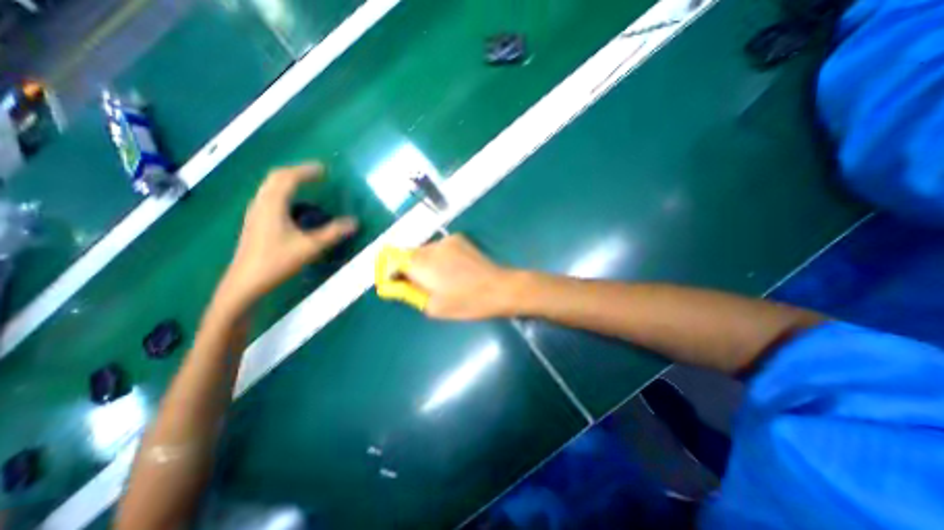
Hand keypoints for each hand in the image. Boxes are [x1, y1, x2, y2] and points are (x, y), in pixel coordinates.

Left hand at [215, 163, 355, 310]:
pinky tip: (293, 205)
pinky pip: (268, 197)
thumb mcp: (310, 247)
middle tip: (316, 175)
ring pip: (270, 187)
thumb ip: (333, 233)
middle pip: (275, 178)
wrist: (246, 282)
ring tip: (306, 184)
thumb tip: (355, 222)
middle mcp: (260, 204)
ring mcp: (255, 213)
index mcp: (272, 205)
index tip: (324, 169)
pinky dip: (282, 192)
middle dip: (296, 172)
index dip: (306, 171)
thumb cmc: (277, 261)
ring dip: (288, 181)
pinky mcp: (255, 222)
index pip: (288, 178)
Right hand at [379, 235, 522, 317]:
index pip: (392, 261)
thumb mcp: (432, 307)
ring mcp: (446, 240)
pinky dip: (438, 257)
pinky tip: (452, 269)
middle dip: (408, 268)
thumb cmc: (466, 302)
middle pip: (408, 254)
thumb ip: (409, 293)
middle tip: (420, 285)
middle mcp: (430, 247)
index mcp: (421, 264)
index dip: (390, 272)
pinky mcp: (458, 238)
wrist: (499, 288)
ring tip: (439, 278)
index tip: (397, 285)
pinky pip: (439, 247)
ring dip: (424, 262)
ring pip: (424, 250)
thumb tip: (395, 284)